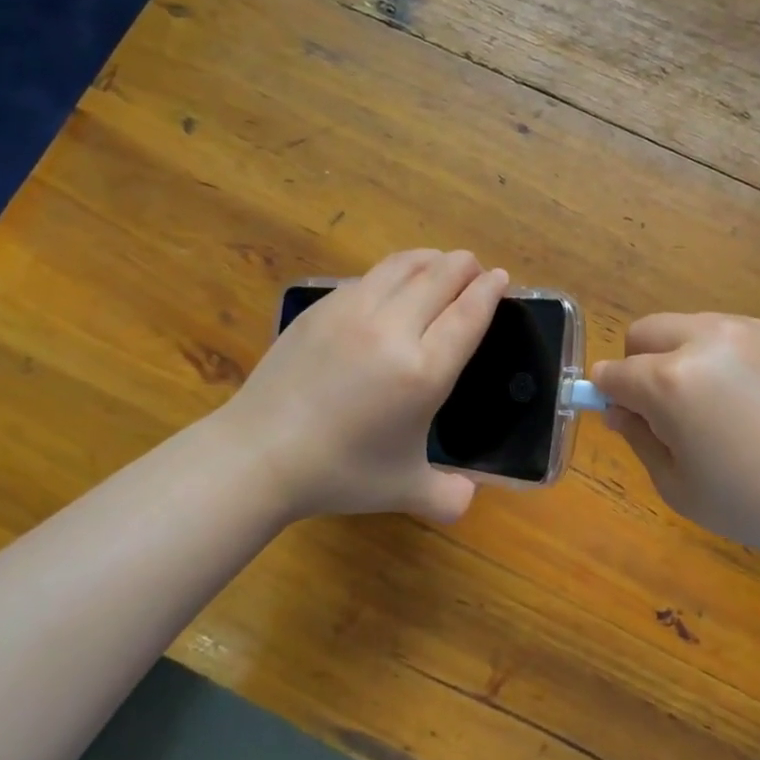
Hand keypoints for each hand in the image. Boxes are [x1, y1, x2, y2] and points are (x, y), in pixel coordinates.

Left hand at [230, 250, 508, 524]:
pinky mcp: (321, 309)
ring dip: (429, 260)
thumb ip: (448, 497)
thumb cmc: (340, 473)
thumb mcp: (404, 490)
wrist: (260, 454)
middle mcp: (393, 331)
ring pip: (402, 267)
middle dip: (464, 266)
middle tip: (474, 266)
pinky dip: (392, 272)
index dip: (489, 291)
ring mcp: (352, 313)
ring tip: (439, 263)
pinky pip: (368, 277)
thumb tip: (470, 499)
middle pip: (439, 278)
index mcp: (423, 372)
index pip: (468, 315)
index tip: (500, 277)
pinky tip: (392, 283)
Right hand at [593, 314, 759, 563]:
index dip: (607, 397)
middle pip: (644, 332)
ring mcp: (749, 331)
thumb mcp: (678, 486)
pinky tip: (746, 399)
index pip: (614, 373)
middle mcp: (706, 340)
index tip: (621, 419)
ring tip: (710, 406)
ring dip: (677, 355)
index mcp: (672, 381)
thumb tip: (620, 409)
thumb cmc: (756, 507)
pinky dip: (716, 354)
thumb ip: (639, 437)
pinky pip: (727, 332)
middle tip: (663, 411)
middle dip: (638, 365)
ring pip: (686, 325)